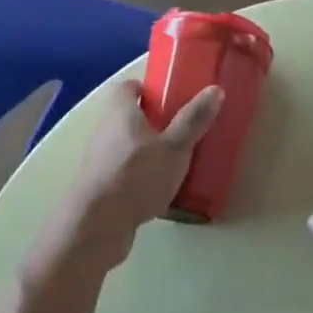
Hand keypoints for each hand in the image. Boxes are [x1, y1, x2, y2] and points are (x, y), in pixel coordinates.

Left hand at [59, 80, 221, 254]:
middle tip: (180, 128)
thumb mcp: (175, 147)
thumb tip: (215, 89)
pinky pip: (122, 169)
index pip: (127, 87)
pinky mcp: (98, 185)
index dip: (147, 88)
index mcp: (120, 111)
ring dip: (145, 148)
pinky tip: (158, 188)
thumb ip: (194, 119)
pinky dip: (138, 173)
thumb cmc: (137, 175)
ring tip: (174, 160)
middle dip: (152, 120)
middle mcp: (104, 129)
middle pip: (127, 116)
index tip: (169, 97)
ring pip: (124, 144)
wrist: (97, 225)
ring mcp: (97, 159)